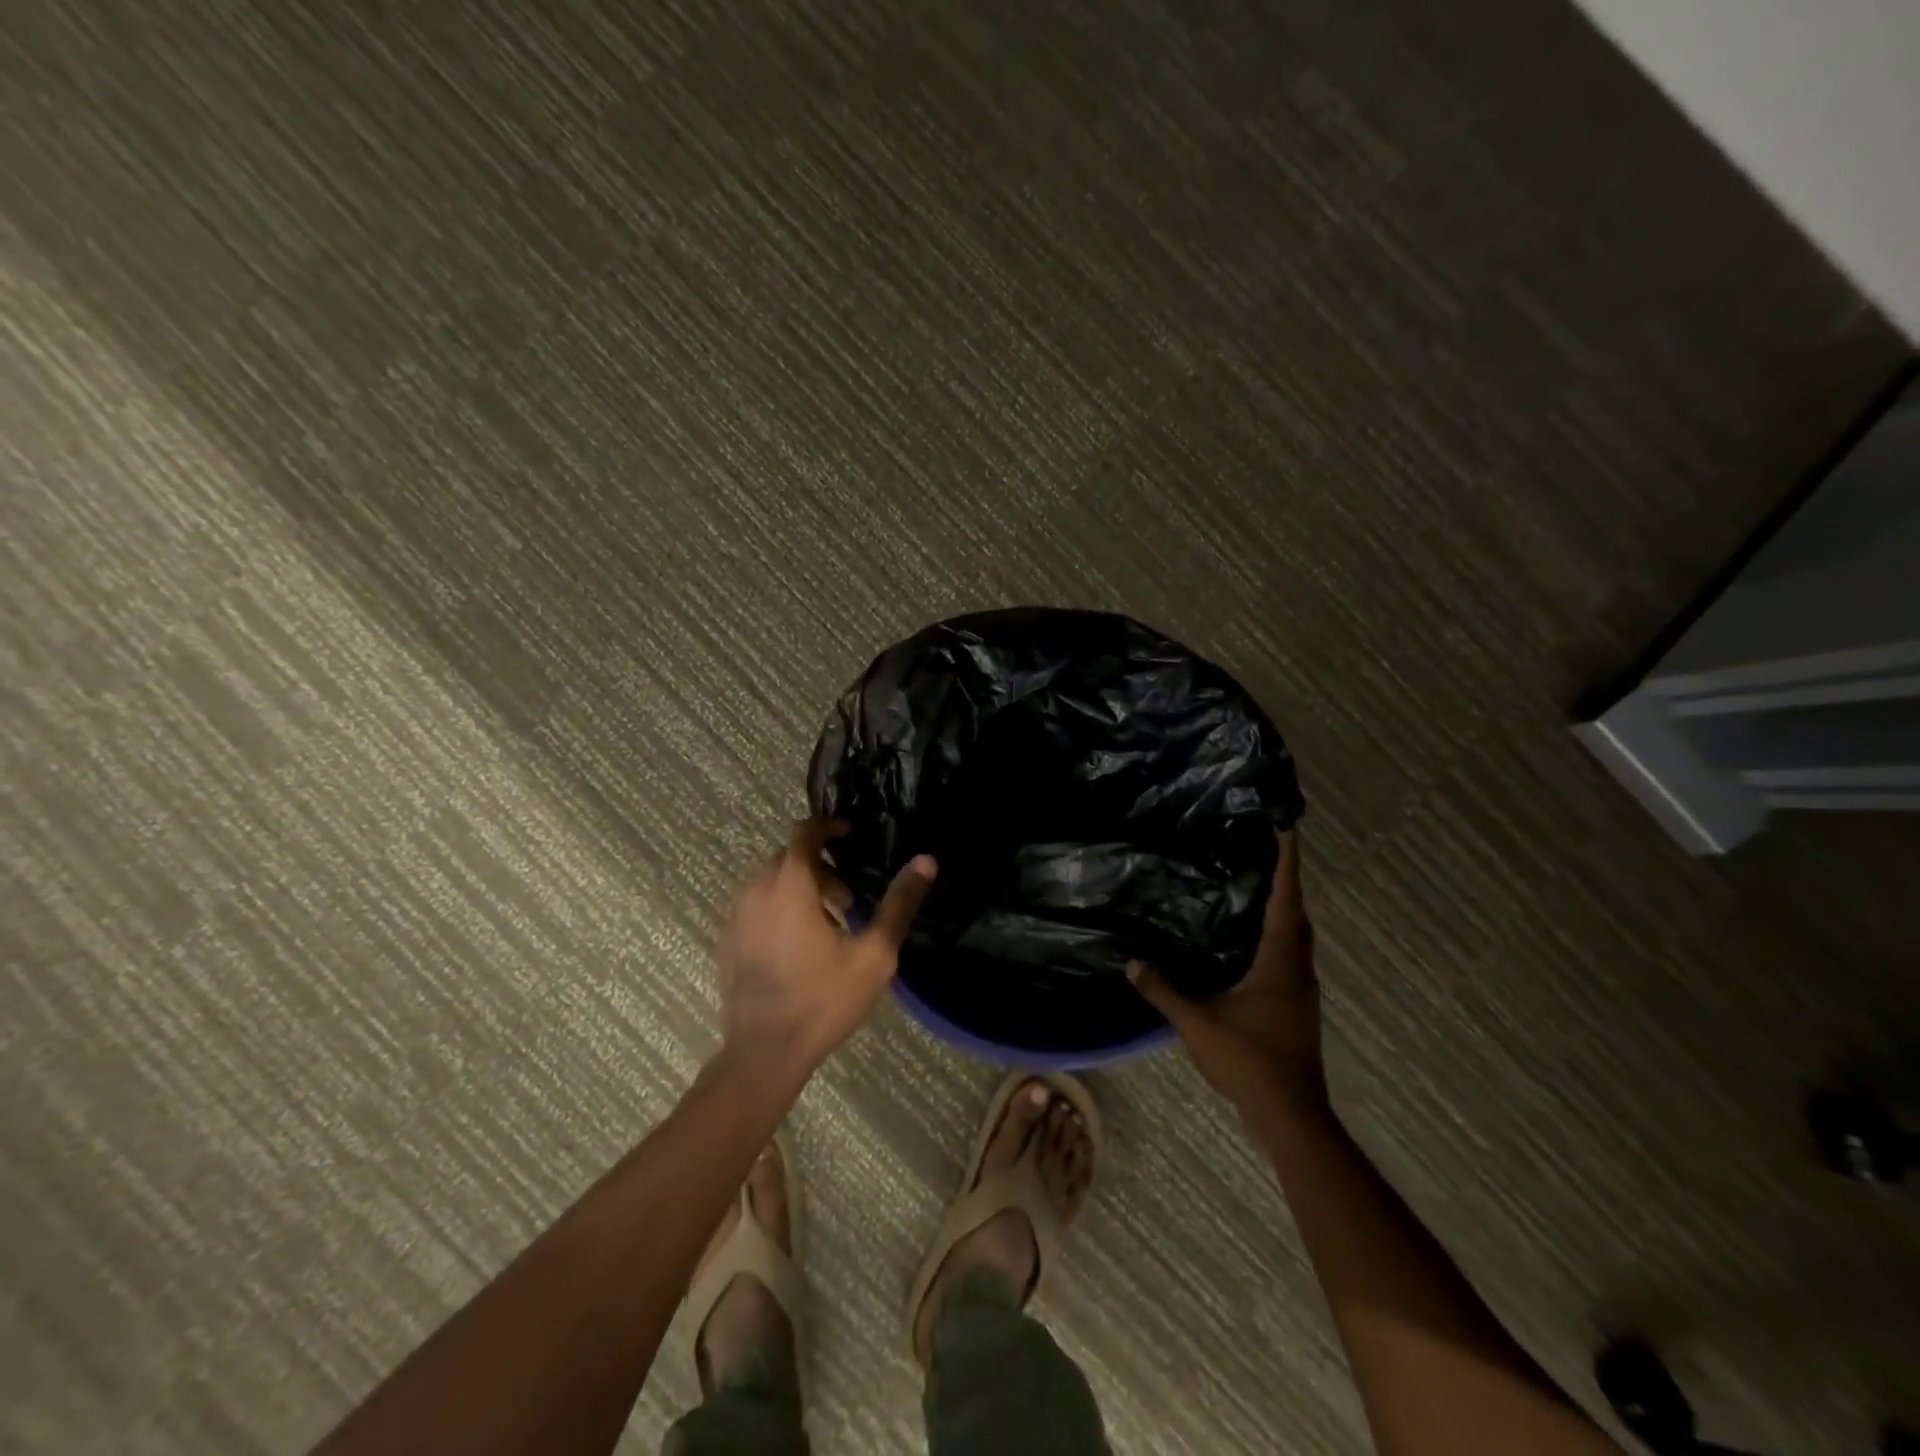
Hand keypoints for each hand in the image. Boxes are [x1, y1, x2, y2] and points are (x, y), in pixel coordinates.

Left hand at [716, 818, 936, 1082]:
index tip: (850, 836)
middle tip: (847, 898)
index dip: (828, 827)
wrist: (764, 1053)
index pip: (804, 832)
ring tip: (825, 923)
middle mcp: (756, 891)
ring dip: (798, 887)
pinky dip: (777, 907)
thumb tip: (926, 861)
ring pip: (769, 881)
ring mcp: (736, 917)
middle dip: (819, 865)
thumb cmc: (823, 999)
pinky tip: (797, 945)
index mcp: (790, 886)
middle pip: (788, 857)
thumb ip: (899, 903)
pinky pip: (754, 905)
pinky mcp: (728, 941)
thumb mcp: (874, 953)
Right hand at [1128, 832, 1327, 1117]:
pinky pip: (1290, 954)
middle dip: (1285, 881)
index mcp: (1280, 961)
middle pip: (1297, 913)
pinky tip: (1251, 941)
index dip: (1286, 863)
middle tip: (1263, 852)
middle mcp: (1297, 968)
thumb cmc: (1249, 1060)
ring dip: (1282, 909)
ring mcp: (1301, 989)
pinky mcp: (1297, 1005)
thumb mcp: (1198, 1023)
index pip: (1285, 900)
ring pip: (1297, 936)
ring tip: (1255, 887)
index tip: (1286, 828)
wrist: (1291, 1115)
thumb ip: (1164, 991)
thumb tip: (1131, 962)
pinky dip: (1277, 934)